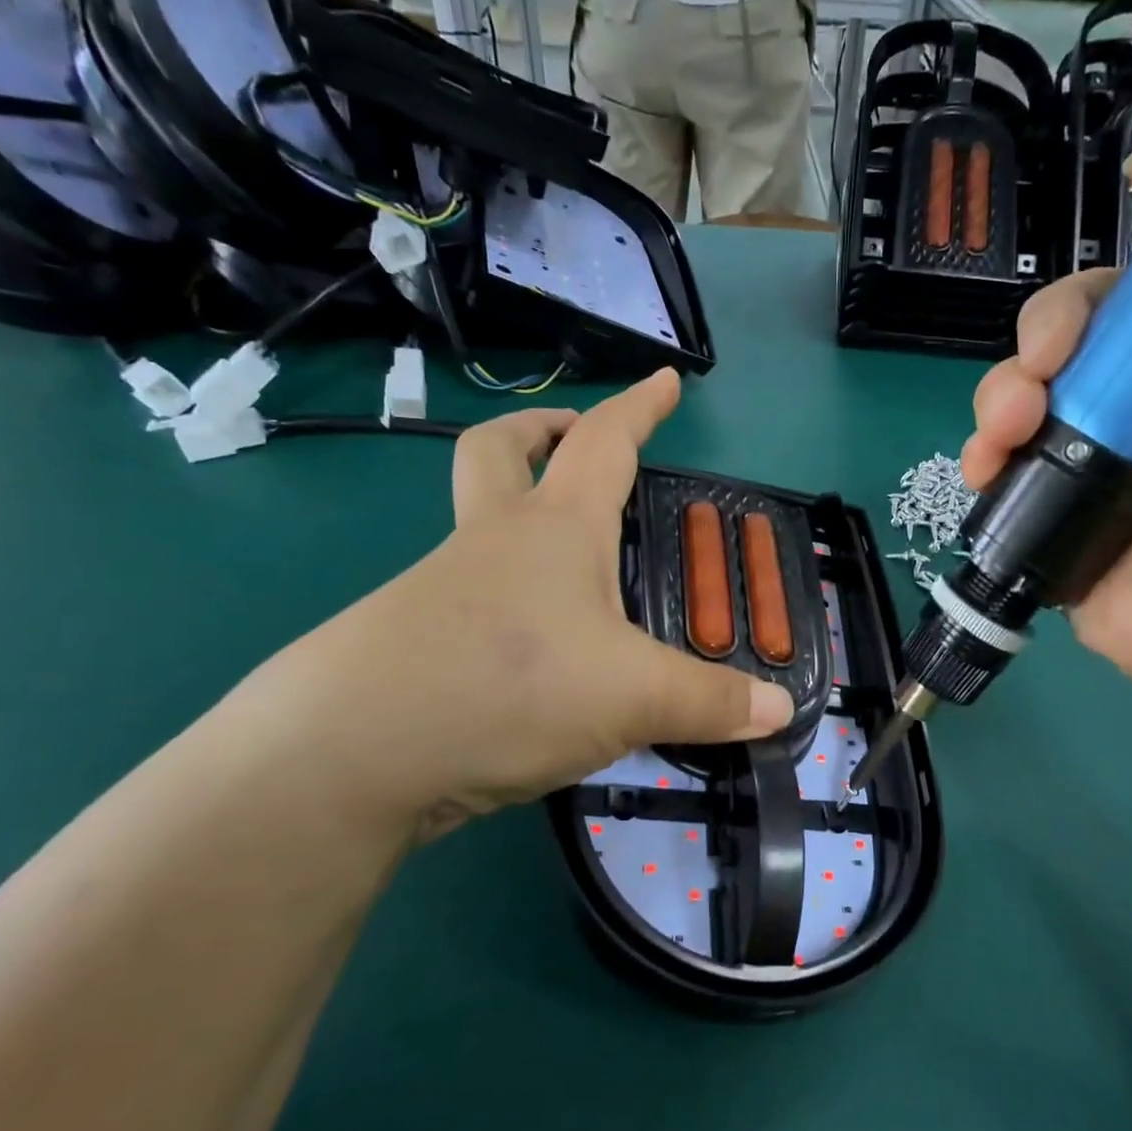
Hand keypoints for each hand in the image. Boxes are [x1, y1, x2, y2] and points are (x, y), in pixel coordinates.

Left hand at [241, 371, 793, 843]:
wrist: (351, 752)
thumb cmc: (509, 686)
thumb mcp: (632, 696)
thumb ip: (710, 702)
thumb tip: (780, 710)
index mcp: (554, 528)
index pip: (604, 442)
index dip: (639, 407)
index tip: (665, 378)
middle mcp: (492, 541)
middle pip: (500, 451)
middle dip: (540, 430)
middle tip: (570, 438)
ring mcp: (441, 588)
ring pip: (475, 524)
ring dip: (514, 516)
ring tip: (571, 568)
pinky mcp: (411, 639)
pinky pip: (463, 595)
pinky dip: (501, 596)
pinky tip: (530, 648)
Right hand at [962, 79, 1131, 697]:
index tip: (1126, 214)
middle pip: (1089, 309)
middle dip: (1053, 324)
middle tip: (1050, 367)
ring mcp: (1109, 439)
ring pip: (1031, 376)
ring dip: (1004, 388)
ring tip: (1011, 428)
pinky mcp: (1058, 492)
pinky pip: (1003, 447)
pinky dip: (983, 446)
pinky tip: (985, 464)